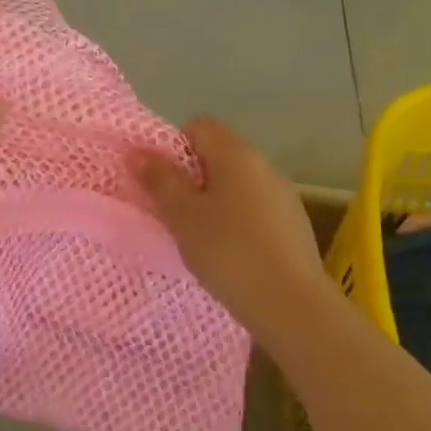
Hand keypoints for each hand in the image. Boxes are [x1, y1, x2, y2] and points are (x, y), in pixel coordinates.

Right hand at [135, 116, 332, 338]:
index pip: (200, 126)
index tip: (163, 182)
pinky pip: (254, 209)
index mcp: (237, 155)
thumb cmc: (228, 251)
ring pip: (237, 184)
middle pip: (219, 154)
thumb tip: (137, 151)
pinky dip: (236, 221)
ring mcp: (283, 196)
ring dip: (214, 201)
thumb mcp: (182, 215)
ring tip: (199, 237)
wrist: (292, 305)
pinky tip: (229, 254)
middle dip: (192, 177)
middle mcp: (264, 166)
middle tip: (173, 211)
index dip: (175, 146)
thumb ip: (159, 180)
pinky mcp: (293, 226)